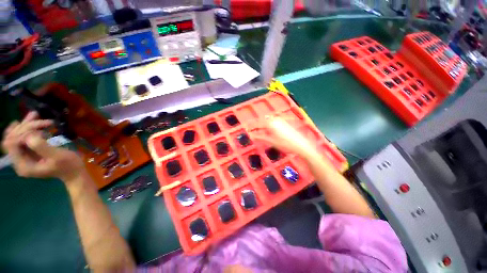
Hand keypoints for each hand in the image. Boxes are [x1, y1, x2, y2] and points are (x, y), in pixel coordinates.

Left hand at [2, 112, 83, 181]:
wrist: (74, 172)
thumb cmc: (68, 165)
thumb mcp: (58, 156)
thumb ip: (41, 147)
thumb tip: (29, 135)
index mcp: (23, 165)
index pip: (11, 144)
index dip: (23, 133)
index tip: (41, 131)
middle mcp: (19, 161)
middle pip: (11, 138)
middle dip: (25, 127)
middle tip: (41, 121)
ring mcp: (23, 157)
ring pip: (15, 135)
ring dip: (25, 125)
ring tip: (36, 115)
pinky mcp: (29, 152)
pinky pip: (21, 137)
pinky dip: (27, 127)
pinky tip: (35, 121)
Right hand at [248, 116, 314, 156]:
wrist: (301, 145)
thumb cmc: (285, 144)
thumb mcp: (272, 141)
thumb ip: (261, 137)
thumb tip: (252, 135)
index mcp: (270, 124)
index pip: (258, 124)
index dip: (251, 126)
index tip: (246, 128)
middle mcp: (275, 120)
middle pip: (262, 120)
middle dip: (256, 124)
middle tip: (251, 128)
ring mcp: (280, 120)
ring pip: (268, 120)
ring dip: (262, 123)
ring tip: (258, 128)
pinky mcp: (284, 122)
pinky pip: (273, 121)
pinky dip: (268, 123)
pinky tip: (268, 127)